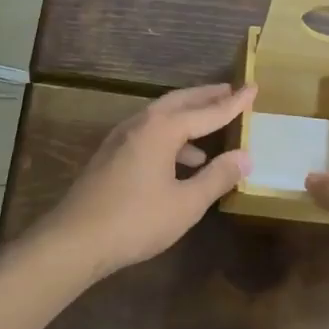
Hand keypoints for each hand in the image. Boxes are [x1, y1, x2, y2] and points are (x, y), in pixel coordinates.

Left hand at [35, 83, 254, 279]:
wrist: (75, 240)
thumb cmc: (136, 220)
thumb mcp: (186, 203)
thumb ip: (217, 177)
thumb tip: (244, 156)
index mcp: (161, 129)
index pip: (207, 111)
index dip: (233, 103)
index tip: (253, 88)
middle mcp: (140, 124)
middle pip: (180, 102)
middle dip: (206, 97)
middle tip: (230, 91)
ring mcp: (121, 138)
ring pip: (161, 116)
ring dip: (187, 117)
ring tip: (211, 128)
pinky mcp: (111, 155)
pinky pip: (149, 133)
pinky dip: (171, 136)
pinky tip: (181, 161)